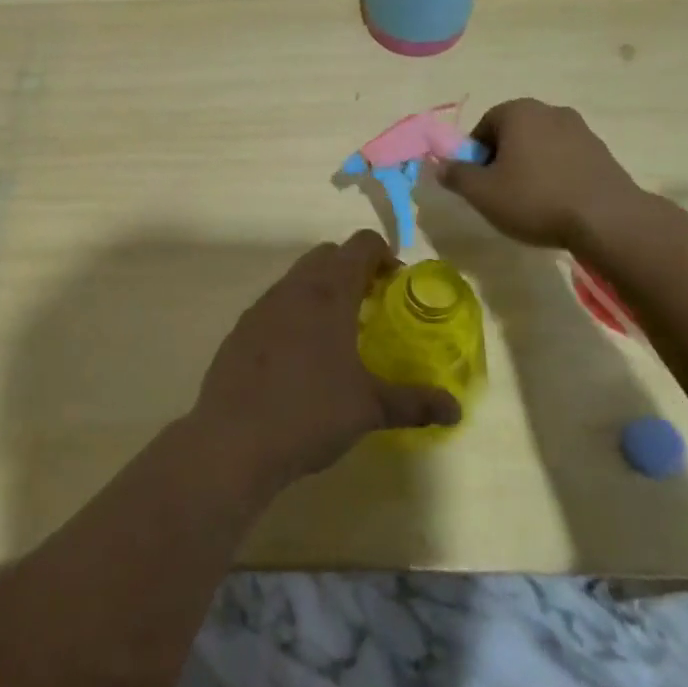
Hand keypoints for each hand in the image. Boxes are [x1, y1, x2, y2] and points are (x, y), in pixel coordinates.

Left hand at [190, 231, 461, 495]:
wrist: (233, 440)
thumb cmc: (309, 413)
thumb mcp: (369, 409)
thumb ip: (414, 402)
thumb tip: (454, 409)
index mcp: (328, 294)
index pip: (360, 245)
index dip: (384, 255)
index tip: (396, 286)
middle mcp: (293, 289)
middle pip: (327, 255)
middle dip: (352, 269)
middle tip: (372, 306)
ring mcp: (261, 307)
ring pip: (297, 278)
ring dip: (321, 290)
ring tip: (338, 333)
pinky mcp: (240, 329)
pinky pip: (274, 305)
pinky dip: (294, 313)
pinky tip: (300, 356)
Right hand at [437, 99, 643, 250]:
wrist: (607, 219)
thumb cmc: (535, 199)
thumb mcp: (482, 193)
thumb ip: (456, 175)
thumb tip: (441, 165)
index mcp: (518, 112)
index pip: (484, 126)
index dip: (475, 155)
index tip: (478, 183)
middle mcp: (550, 111)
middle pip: (513, 133)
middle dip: (502, 159)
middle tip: (499, 193)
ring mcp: (581, 130)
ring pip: (540, 146)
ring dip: (530, 167)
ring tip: (529, 202)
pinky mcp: (602, 152)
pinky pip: (565, 159)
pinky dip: (555, 175)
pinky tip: (556, 203)